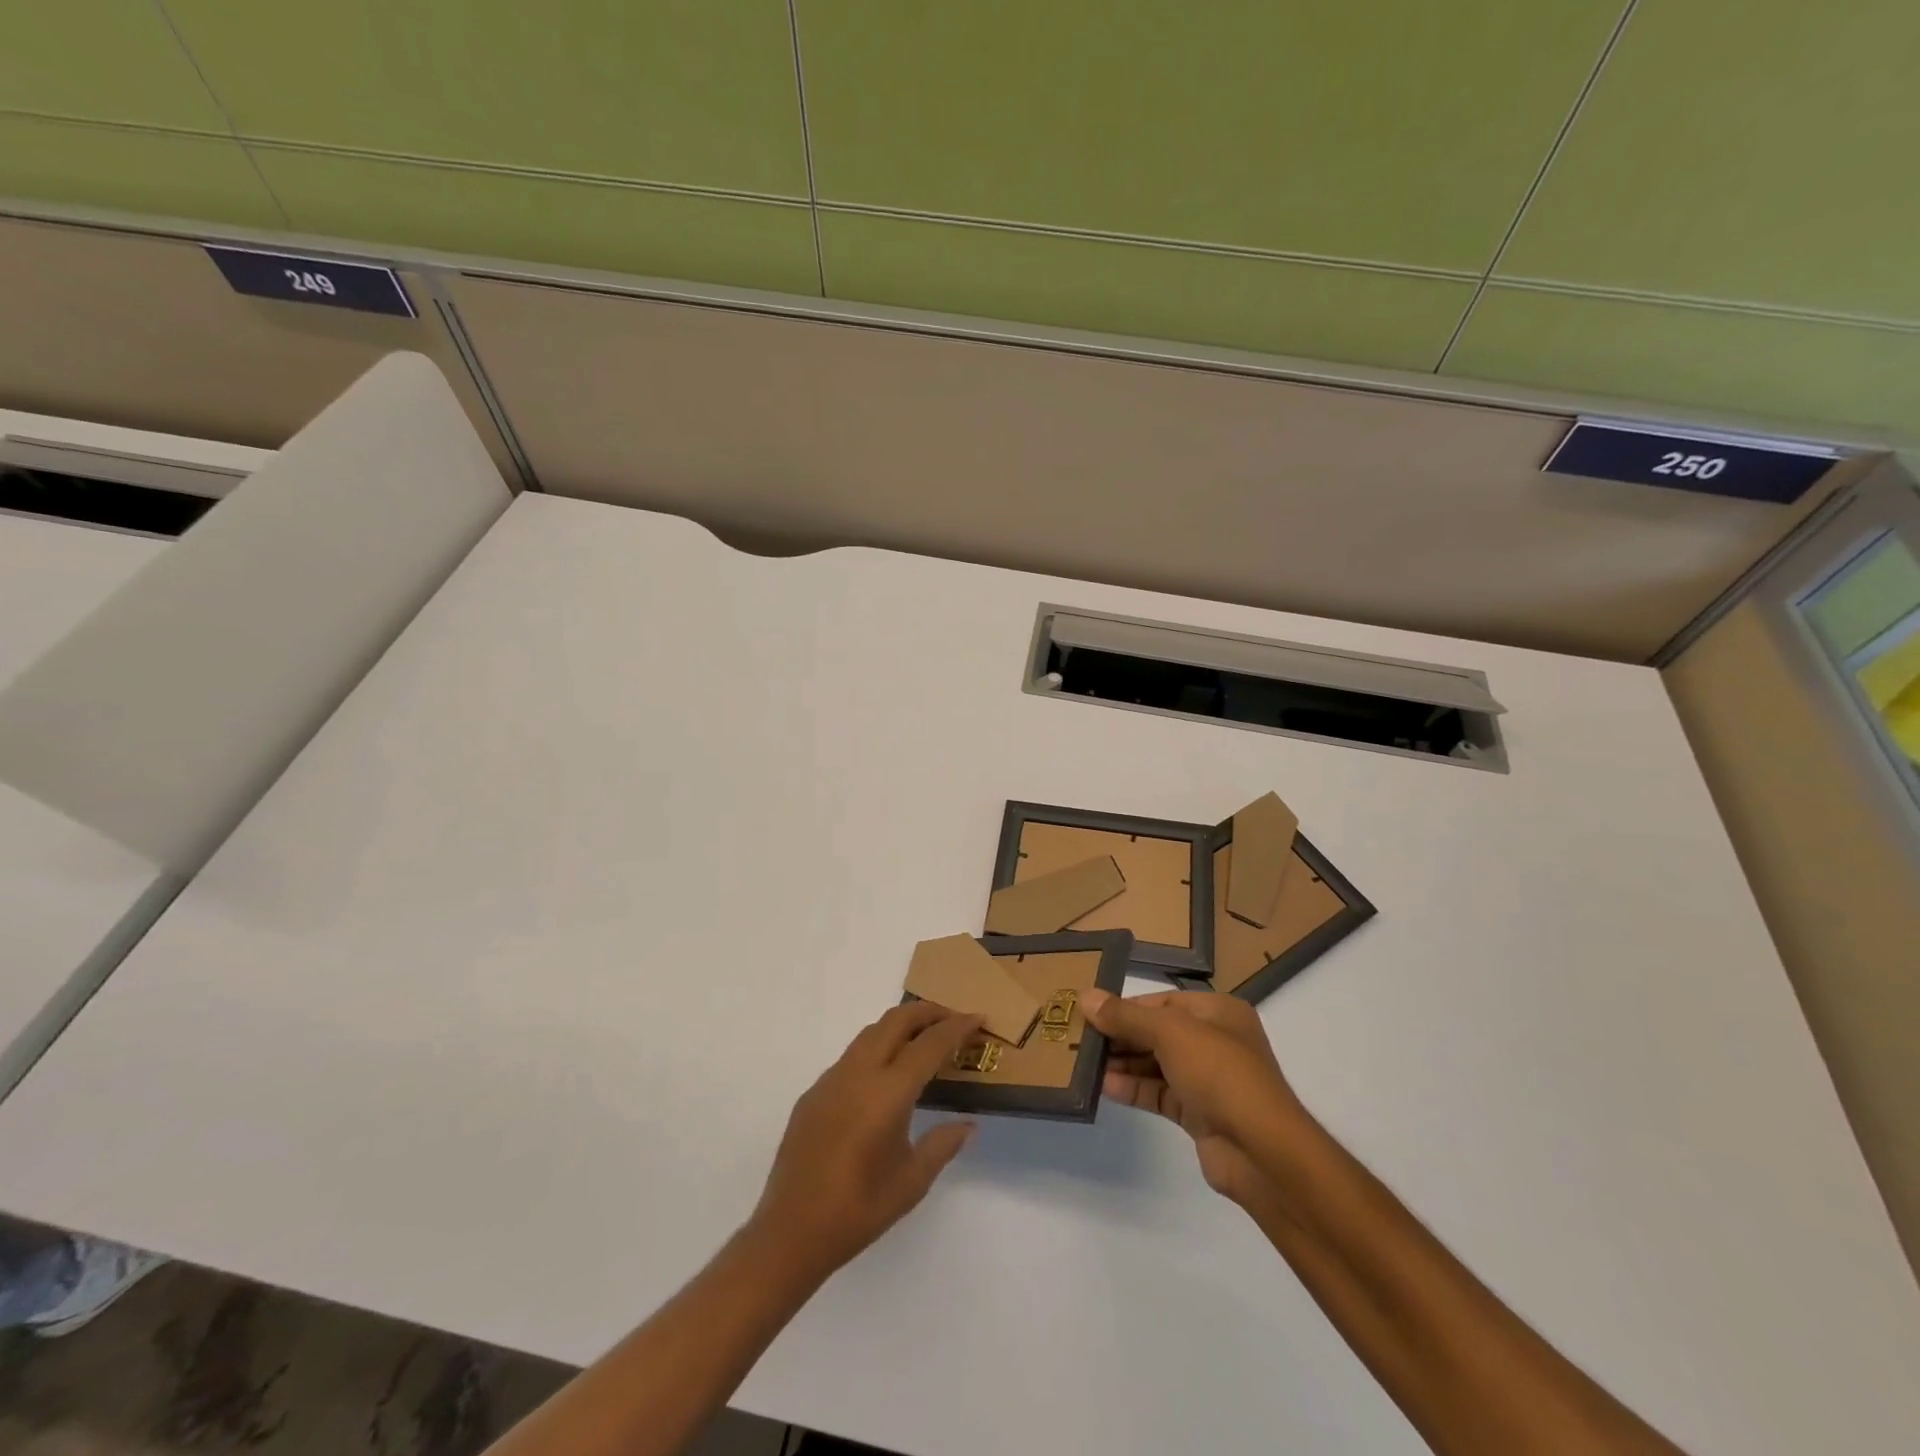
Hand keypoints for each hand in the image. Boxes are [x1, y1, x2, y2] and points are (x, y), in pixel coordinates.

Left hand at [750, 1003, 983, 1280]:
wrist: (790, 1232)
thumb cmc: (858, 1211)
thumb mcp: (912, 1182)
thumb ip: (942, 1145)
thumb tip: (968, 1124)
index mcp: (887, 1093)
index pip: (929, 1044)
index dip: (957, 1027)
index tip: (978, 1018)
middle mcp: (858, 1073)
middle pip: (896, 1020)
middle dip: (928, 1012)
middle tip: (953, 1019)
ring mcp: (831, 1079)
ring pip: (871, 1032)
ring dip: (900, 1025)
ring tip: (923, 1039)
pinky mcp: (813, 1092)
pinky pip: (851, 1056)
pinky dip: (876, 1048)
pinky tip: (884, 1075)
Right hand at [1084, 989, 1313, 1206]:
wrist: (1260, 1150)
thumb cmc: (1219, 1072)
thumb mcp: (1170, 1033)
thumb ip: (1126, 1016)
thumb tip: (1086, 997)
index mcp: (1218, 1012)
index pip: (1163, 1003)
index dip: (1126, 1007)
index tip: (1090, 1013)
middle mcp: (1215, 1041)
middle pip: (1157, 1032)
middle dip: (1121, 1036)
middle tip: (1080, 1038)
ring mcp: (1208, 1079)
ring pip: (1156, 1064)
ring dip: (1123, 1063)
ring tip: (1084, 1062)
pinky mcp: (1199, 1113)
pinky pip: (1159, 1093)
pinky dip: (1133, 1088)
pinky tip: (1104, 1087)